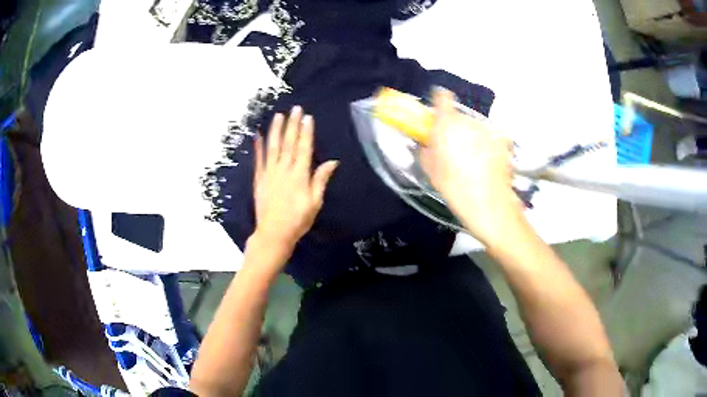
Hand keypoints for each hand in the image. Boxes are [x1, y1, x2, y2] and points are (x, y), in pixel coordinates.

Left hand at [252, 106, 338, 254]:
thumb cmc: (298, 220)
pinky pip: (259, 159)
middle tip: (295, 109)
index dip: (306, 132)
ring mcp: (269, 173)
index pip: (304, 148)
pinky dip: (258, 146)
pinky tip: (258, 135)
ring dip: (276, 130)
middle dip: (292, 125)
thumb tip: (332, 162)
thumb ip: (321, 180)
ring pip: (273, 147)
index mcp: (299, 175)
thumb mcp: (315, 202)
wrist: (273, 233)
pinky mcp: (259, 179)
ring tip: (278, 116)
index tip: (307, 117)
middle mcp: (284, 170)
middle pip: (289, 143)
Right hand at [420, 88, 524, 246]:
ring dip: (473, 138)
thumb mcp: (431, 172)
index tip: (439, 112)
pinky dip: (489, 145)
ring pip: (476, 128)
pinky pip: (492, 138)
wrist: (489, 204)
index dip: (440, 101)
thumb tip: (426, 142)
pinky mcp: (504, 140)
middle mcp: (469, 120)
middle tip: (456, 150)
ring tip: (475, 161)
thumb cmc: (455, 188)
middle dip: (456, 129)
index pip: (442, 97)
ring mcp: (489, 129)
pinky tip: (489, 163)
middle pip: (460, 117)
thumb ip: (426, 150)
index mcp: (447, 124)